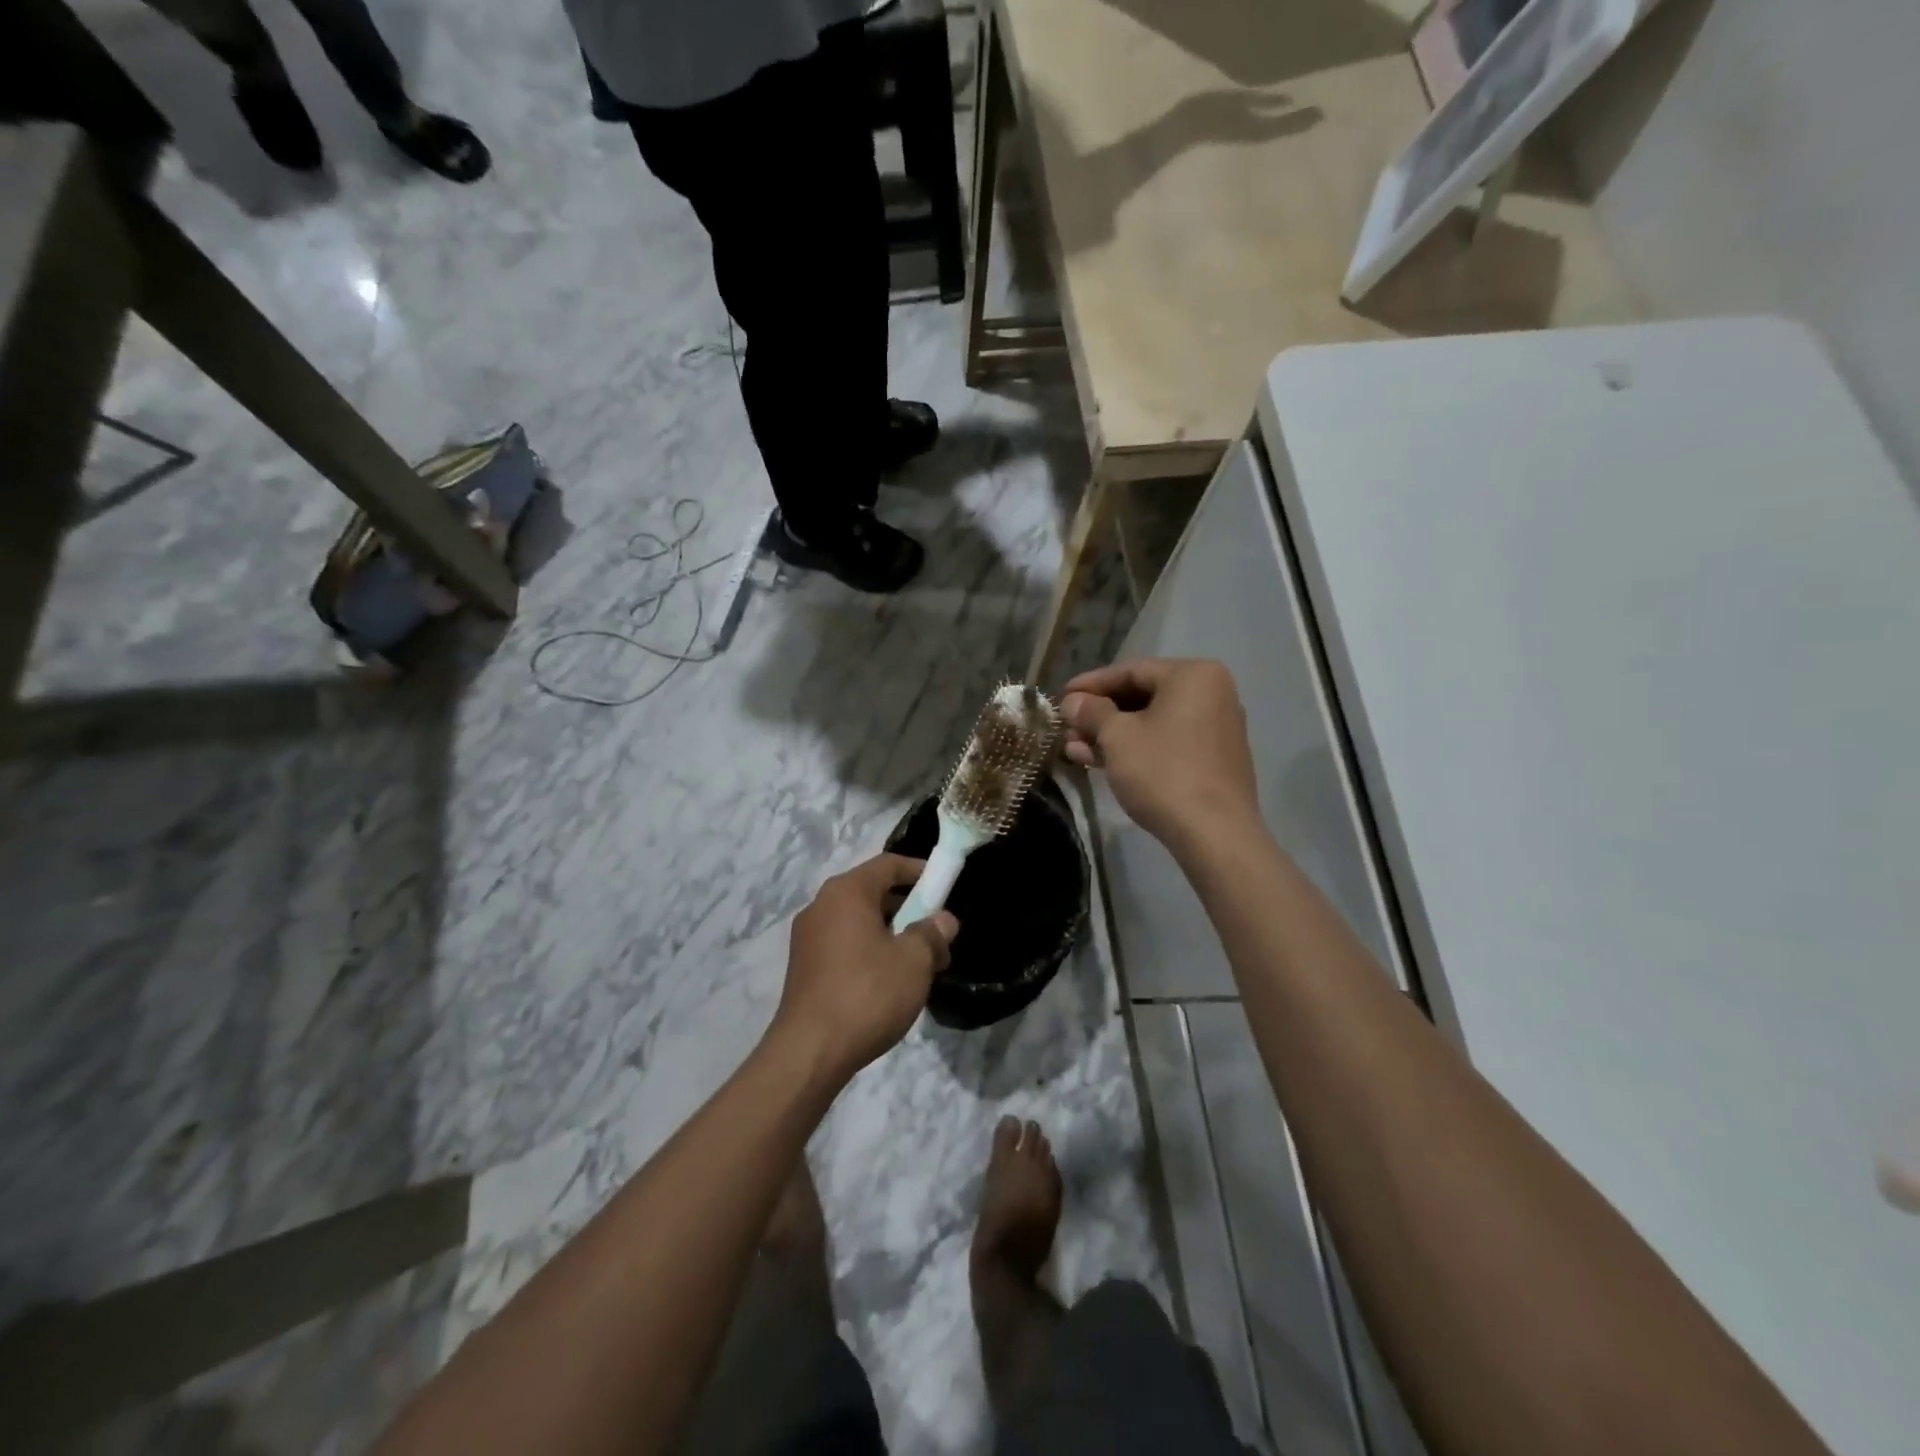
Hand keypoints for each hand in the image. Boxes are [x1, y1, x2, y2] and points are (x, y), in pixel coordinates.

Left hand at [774, 854, 959, 1083]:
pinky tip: (887, 981)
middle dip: (908, 907)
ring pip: (858, 920)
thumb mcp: (914, 962)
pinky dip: (868, 950)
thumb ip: (933, 933)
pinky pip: (843, 942)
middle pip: (872, 891)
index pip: (888, 864)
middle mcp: (821, 905)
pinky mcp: (803, 966)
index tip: (945, 887)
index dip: (920, 870)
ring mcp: (807, 936)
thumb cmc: (867, 994)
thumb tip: (943, 920)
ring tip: (917, 962)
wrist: (809, 1052)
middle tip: (936, 933)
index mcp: (846, 892)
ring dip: (890, 932)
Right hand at [1062, 658, 1259, 851]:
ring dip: (1111, 736)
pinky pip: (1167, 743)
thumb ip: (1092, 712)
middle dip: (1099, 715)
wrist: (1214, 834)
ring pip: (1152, 723)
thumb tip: (1073, 702)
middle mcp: (1211, 694)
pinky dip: (1135, 749)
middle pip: (1142, 696)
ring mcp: (1215, 729)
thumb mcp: (1117, 737)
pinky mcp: (1213, 760)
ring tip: (1074, 751)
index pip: (1130, 670)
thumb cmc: (1163, 772)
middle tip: (1066, 728)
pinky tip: (1101, 762)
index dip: (1090, 684)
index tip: (1061, 697)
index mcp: (1193, 676)